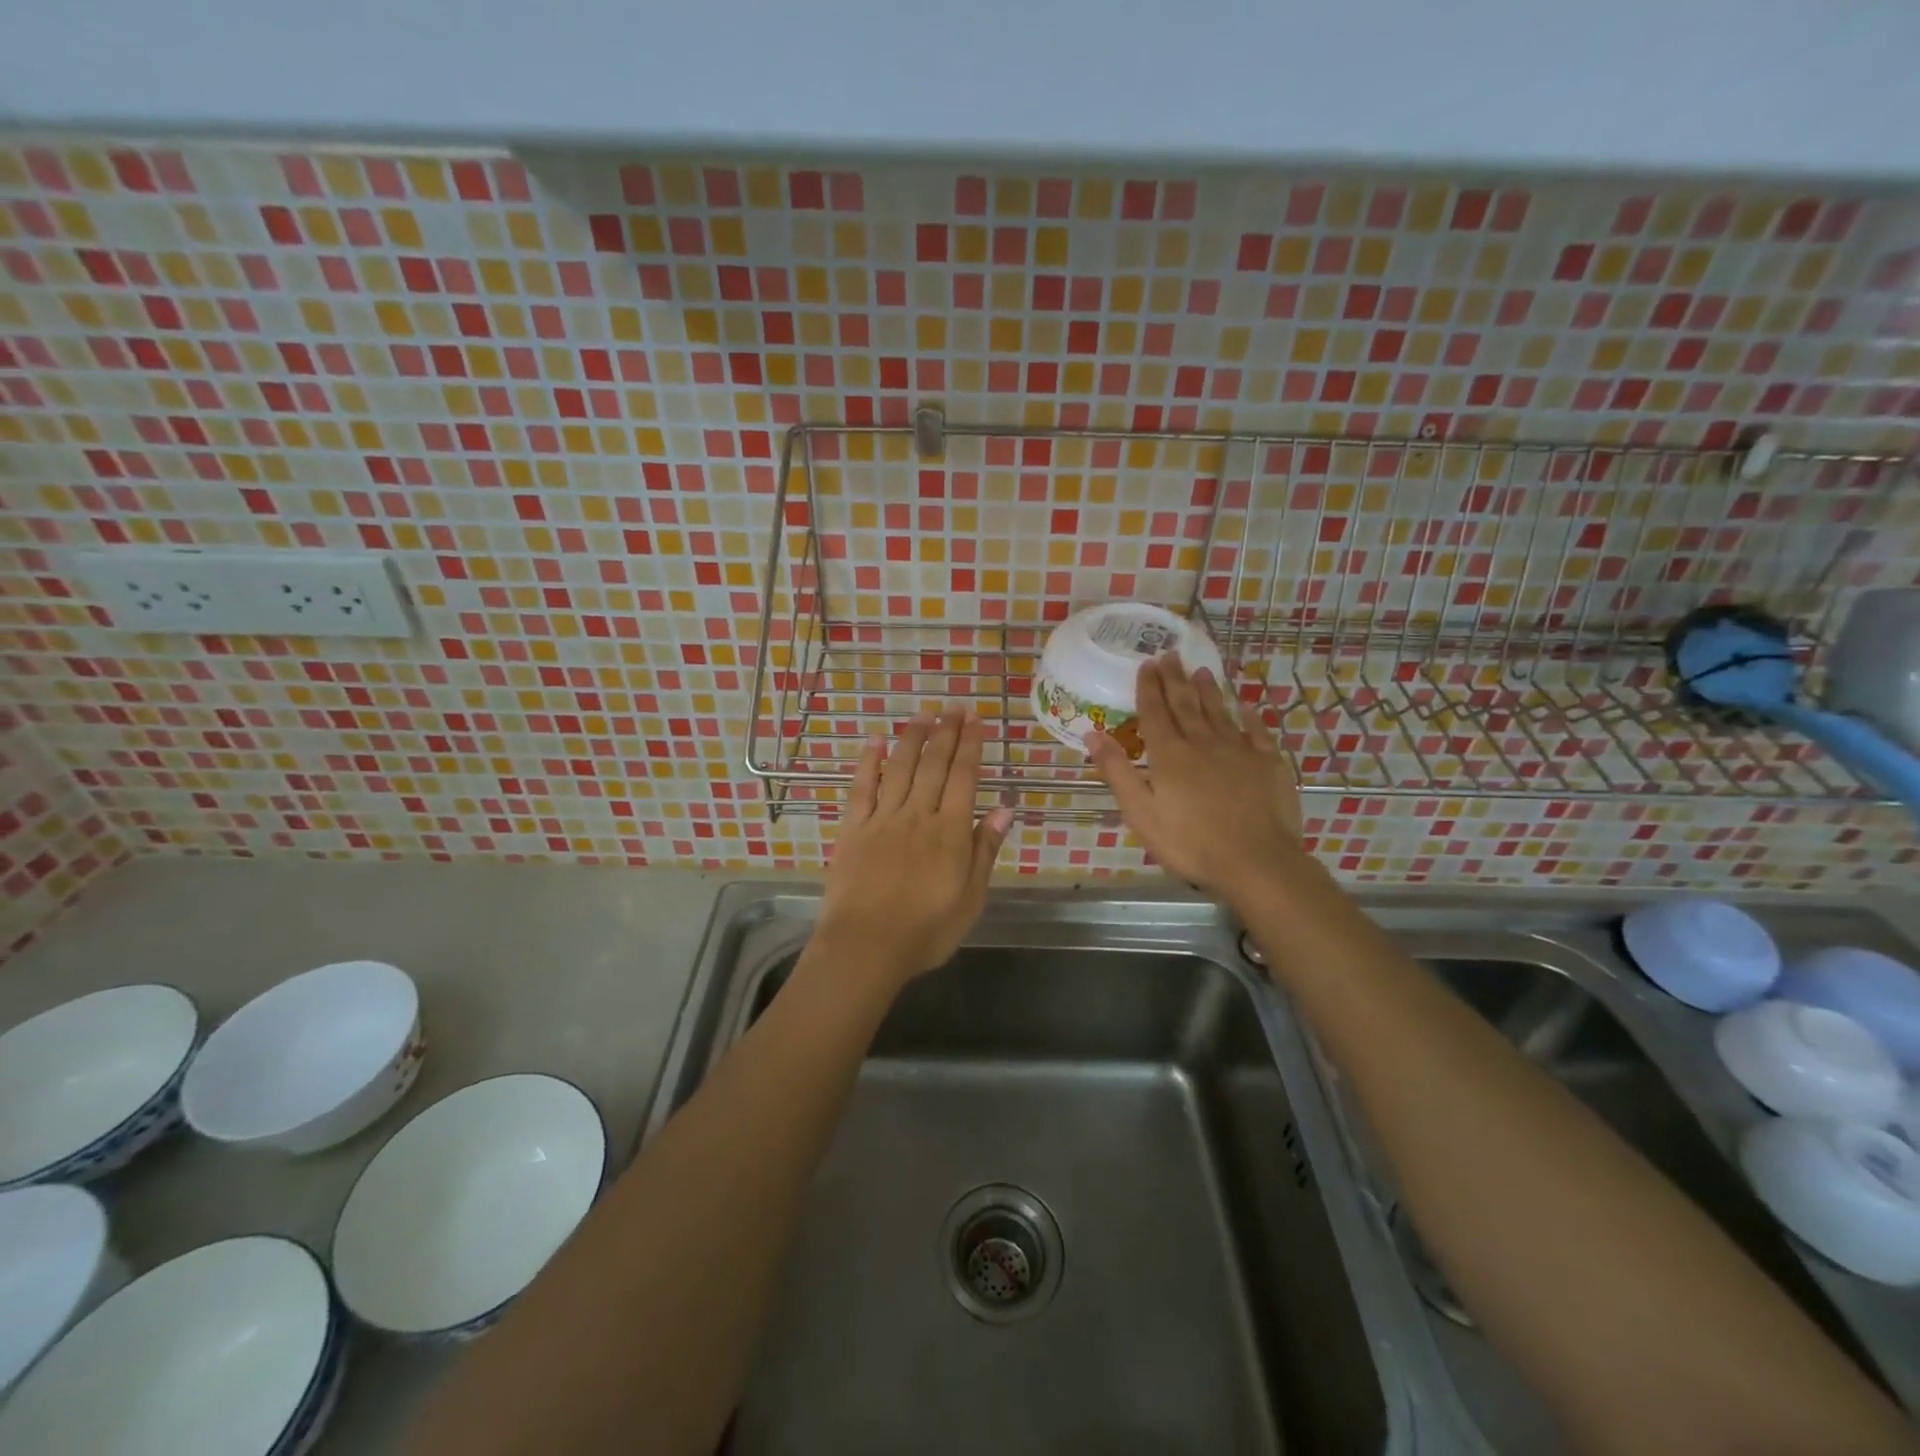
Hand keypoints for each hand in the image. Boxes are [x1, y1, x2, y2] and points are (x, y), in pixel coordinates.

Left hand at [817, 707, 1013, 991]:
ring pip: (900, 768)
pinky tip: (875, 741)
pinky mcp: (853, 828)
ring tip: (923, 715)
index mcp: (950, 832)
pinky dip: (868, 762)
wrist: (866, 947)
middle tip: (954, 707)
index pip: (964, 777)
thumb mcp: (971, 899)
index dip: (971, 745)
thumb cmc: (926, 930)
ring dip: (912, 738)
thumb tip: (1005, 807)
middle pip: (934, 765)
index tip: (976, 720)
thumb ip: (985, 850)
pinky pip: (861, 787)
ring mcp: (883, 819)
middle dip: (946, 733)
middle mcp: (918, 815)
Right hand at [1089, 655, 1302, 899]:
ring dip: (1209, 690)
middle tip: (1170, 655)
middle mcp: (1203, 742)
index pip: (1155, 712)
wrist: (1256, 862)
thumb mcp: (1140, 812)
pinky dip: (1249, 716)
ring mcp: (1239, 751)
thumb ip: (1117, 771)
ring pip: (1220, 712)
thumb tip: (1093, 734)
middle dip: (1175, 679)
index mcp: (1170, 754)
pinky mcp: (1268, 764)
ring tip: (1202, 670)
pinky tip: (1246, 706)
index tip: (1147, 663)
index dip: (1149, 687)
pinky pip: (1257, 731)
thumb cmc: (1189, 842)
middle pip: (1186, 704)